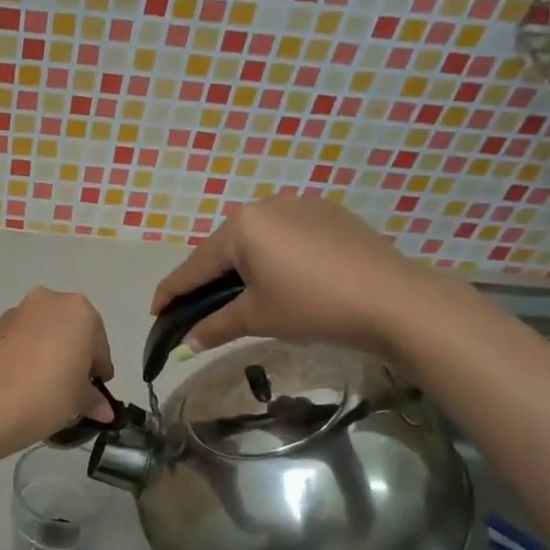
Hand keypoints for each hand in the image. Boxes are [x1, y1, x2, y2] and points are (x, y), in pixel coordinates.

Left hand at [0, 288, 115, 456]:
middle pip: (69, 331)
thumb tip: (103, 409)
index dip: (99, 369)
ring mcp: (15, 314)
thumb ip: (93, 399)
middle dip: (73, 357)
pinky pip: (19, 343)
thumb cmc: (47, 394)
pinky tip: (24, 386)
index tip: (96, 391)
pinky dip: (26, 358)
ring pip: (42, 335)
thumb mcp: (78, 400)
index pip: (98, 342)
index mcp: (78, 311)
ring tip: (46, 391)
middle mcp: (47, 302)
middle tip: (73, 389)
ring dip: (48, 356)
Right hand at [151, 194, 443, 355]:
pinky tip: (282, 280)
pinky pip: (285, 235)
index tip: (155, 312)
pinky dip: (273, 258)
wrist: (393, 300)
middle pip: (223, 249)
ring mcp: (300, 205)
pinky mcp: (329, 214)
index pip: (194, 266)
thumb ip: (214, 327)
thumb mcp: (257, 318)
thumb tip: (186, 344)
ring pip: (255, 240)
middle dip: (207, 280)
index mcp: (241, 226)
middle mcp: (266, 206)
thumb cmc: (313, 307)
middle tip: (197, 309)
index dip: (171, 293)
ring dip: (241, 267)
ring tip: (239, 296)